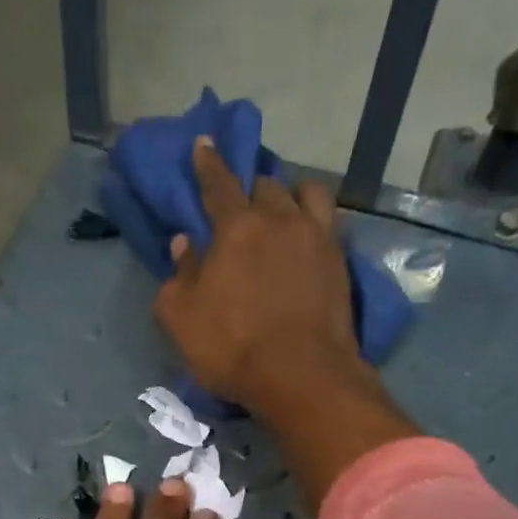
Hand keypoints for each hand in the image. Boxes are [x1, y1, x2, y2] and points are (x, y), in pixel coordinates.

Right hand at [153, 136, 420, 516]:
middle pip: (264, 186)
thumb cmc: (232, 348)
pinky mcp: (340, 262)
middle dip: (250, 188)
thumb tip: (183, 245)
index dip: (207, 162)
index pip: (218, 183)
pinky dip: (316, 221)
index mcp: (235, 228)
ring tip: (284, 210)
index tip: (204, 142)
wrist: (301, 376)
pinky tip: (309, 236)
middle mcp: (279, 220)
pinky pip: (329, 223)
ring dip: (290, 196)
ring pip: (305, 194)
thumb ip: (176, 278)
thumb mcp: (182, 320)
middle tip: (243, 202)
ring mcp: (316, 238)